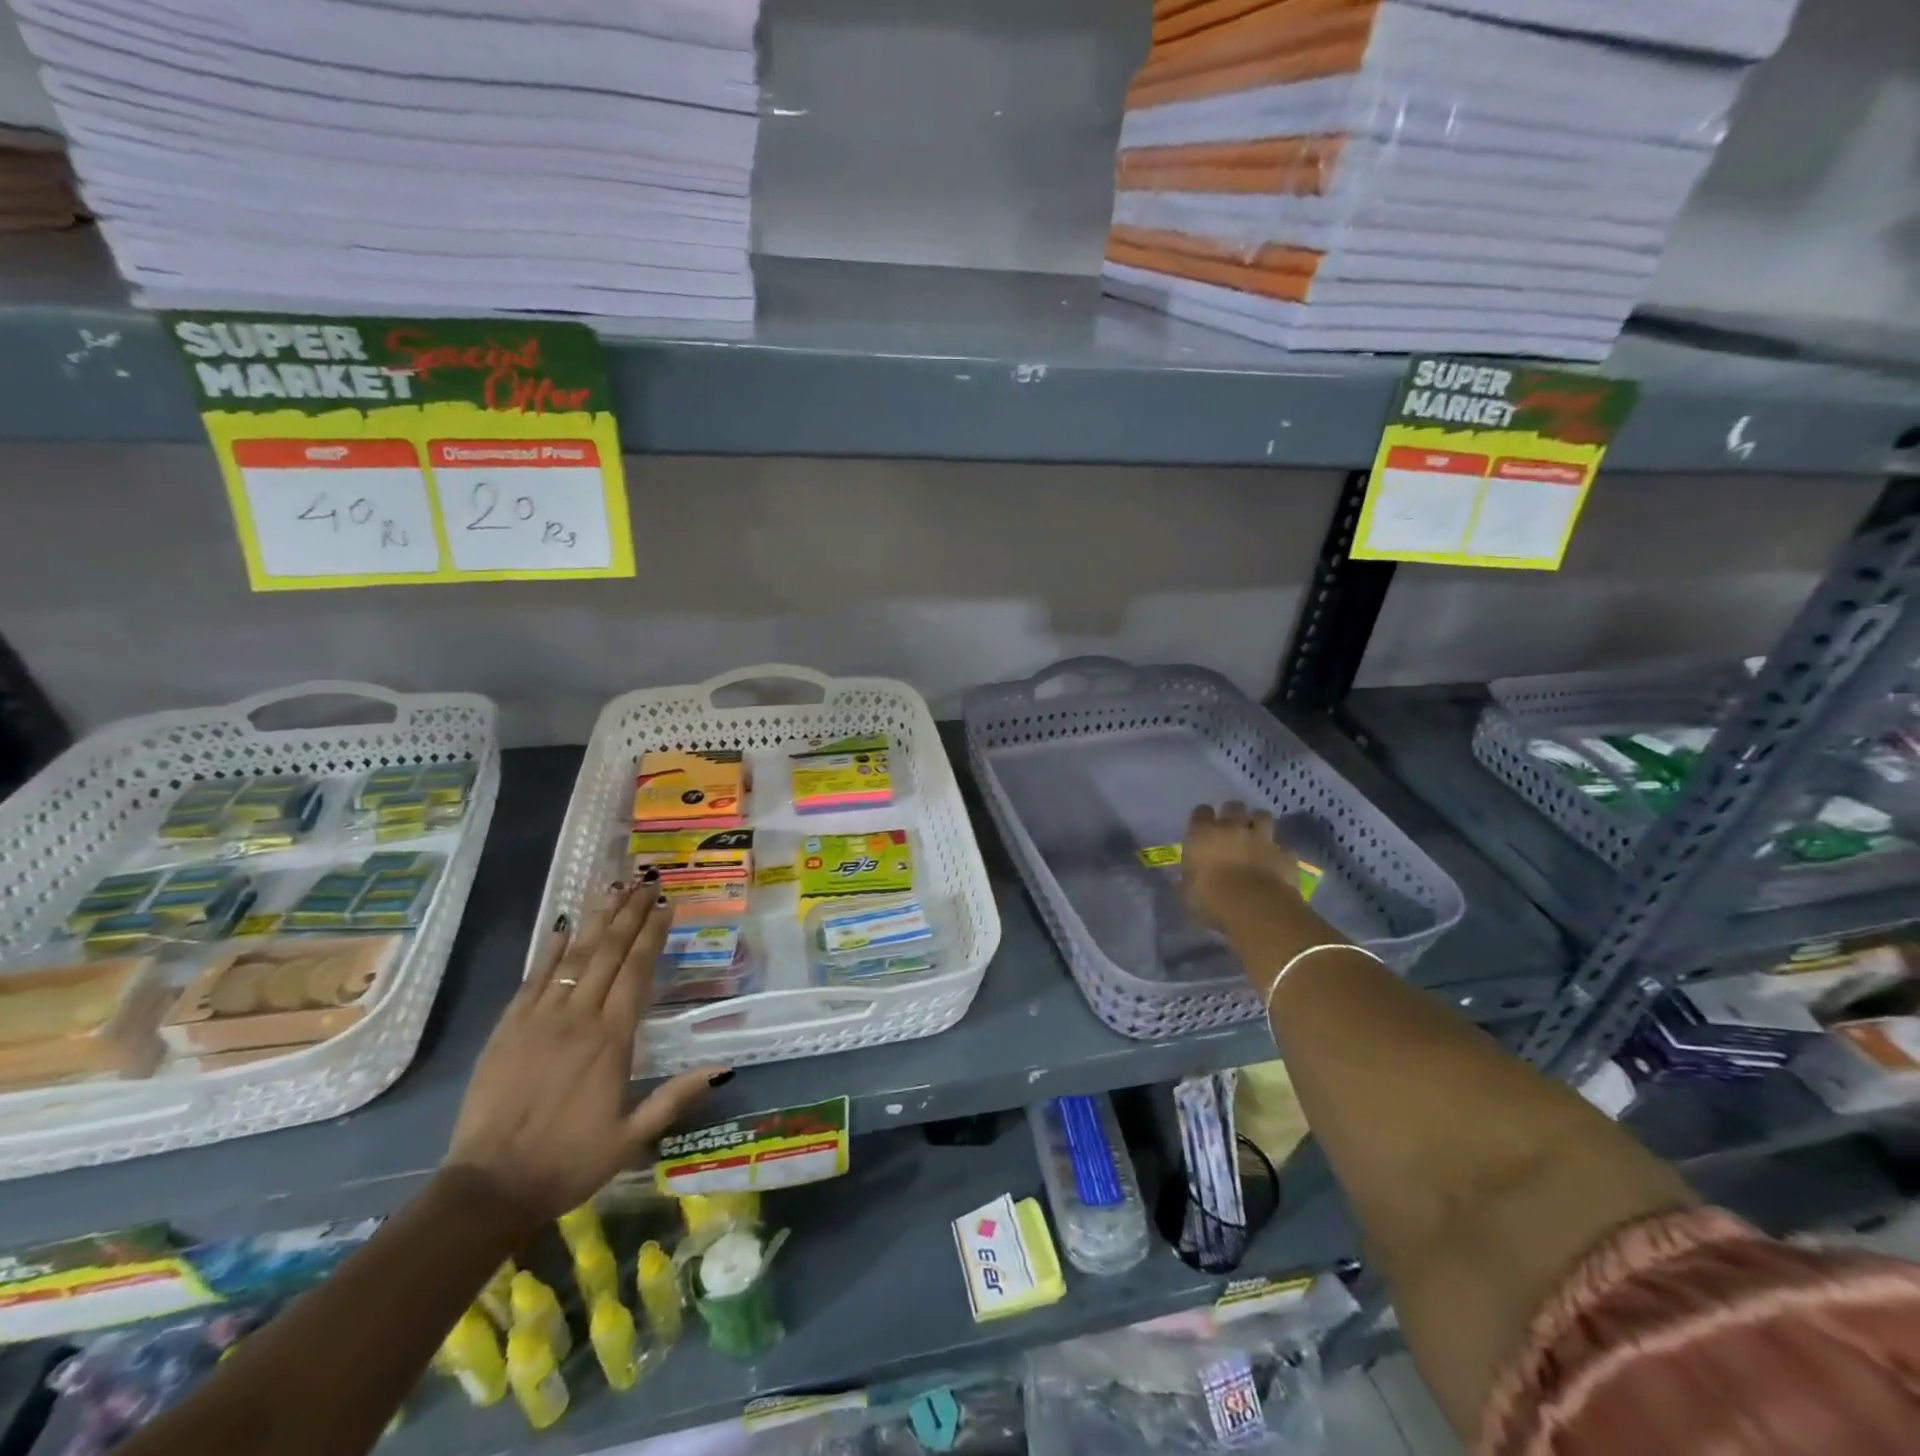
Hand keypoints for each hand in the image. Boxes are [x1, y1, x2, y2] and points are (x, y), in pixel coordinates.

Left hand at [445, 877, 727, 1223]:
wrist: (488, 1188)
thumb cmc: (568, 1163)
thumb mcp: (631, 1138)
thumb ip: (675, 1097)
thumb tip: (724, 1068)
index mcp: (612, 1039)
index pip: (638, 971)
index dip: (653, 934)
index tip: (666, 905)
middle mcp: (579, 1018)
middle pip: (609, 953)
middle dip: (630, 913)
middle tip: (646, 881)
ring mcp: (540, 1019)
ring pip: (575, 957)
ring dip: (597, 920)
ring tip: (613, 887)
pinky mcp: (508, 1028)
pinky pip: (534, 978)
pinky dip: (551, 949)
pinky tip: (564, 926)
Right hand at [1181, 801, 1300, 933]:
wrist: (1254, 908)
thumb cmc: (1211, 898)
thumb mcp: (1188, 890)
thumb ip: (1190, 875)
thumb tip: (1191, 875)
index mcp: (1203, 833)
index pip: (1201, 812)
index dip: (1203, 818)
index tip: (1202, 827)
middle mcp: (1233, 828)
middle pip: (1234, 806)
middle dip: (1233, 814)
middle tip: (1232, 827)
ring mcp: (1262, 839)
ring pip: (1263, 816)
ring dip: (1259, 823)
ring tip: (1257, 835)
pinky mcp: (1285, 854)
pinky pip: (1282, 846)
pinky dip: (1279, 851)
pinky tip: (1276, 860)